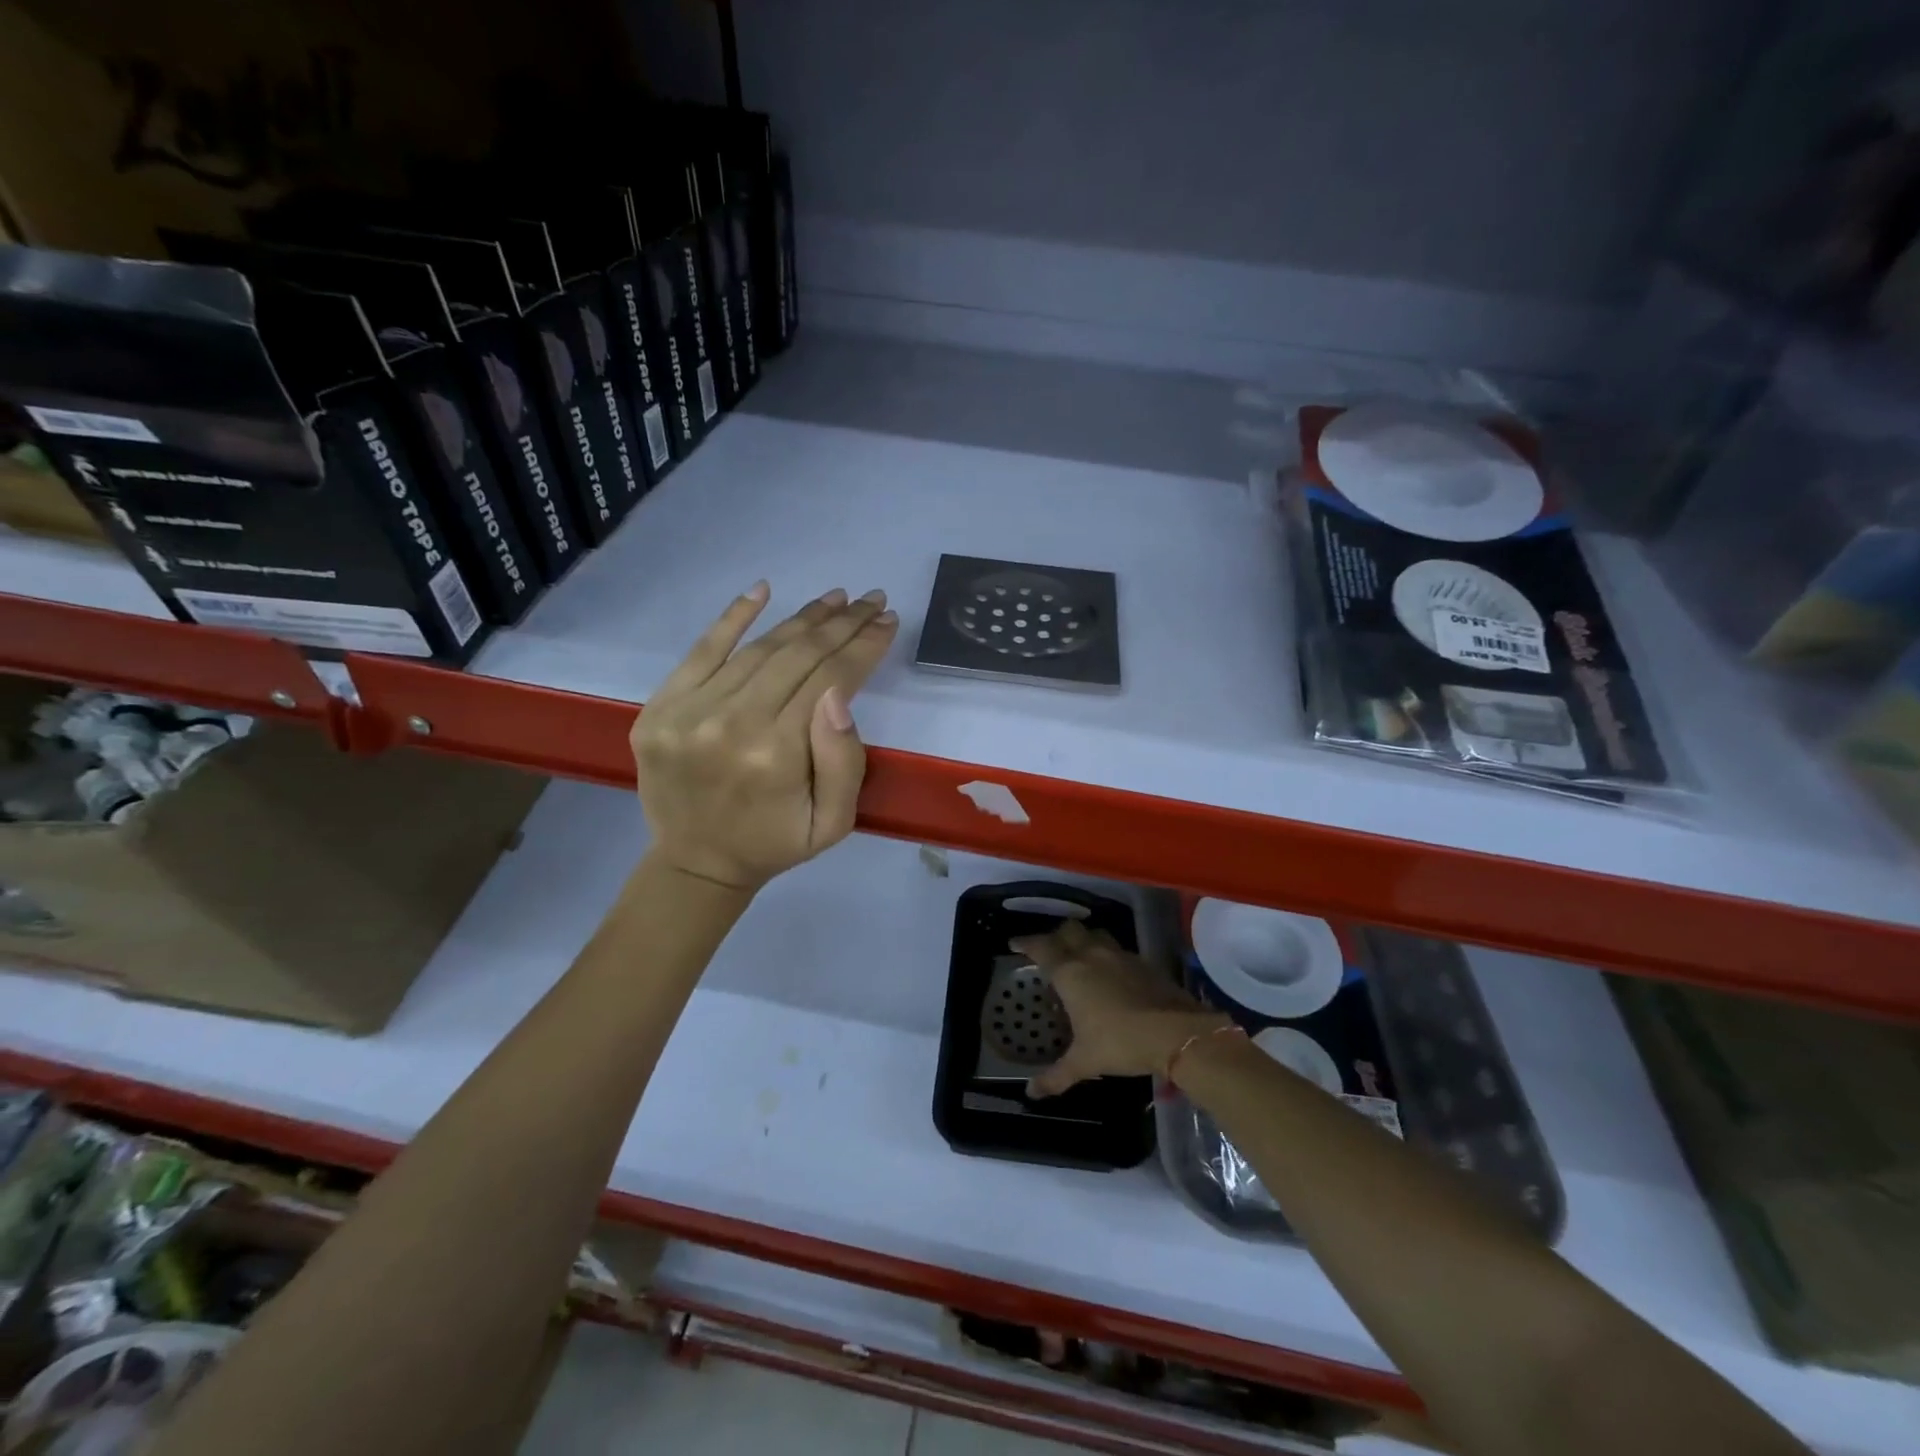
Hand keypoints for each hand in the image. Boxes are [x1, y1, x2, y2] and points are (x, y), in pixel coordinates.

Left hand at [633, 582, 898, 890]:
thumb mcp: (833, 823)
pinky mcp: (660, 706)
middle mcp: (731, 723)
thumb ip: (844, 762)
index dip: (863, 646)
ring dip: (802, 618)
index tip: (888, 621)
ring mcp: (689, 711)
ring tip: (835, 599)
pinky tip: (762, 589)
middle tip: (870, 600)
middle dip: (842, 623)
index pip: (830, 679)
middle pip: (798, 655)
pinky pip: (701, 650)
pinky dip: (733, 616)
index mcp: (777, 755)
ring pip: (758, 649)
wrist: (697, 863)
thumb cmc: (775, 842)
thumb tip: (838, 694)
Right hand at [1011, 920, 1228, 1097]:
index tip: (1014, 944)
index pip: (1041, 948)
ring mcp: (1120, 955)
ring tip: (1080, 955)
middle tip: (1049, 950)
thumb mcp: (1084, 1062)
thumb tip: (1031, 1093)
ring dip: (1084, 939)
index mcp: (1070, 973)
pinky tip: (1111, 973)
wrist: (1175, 1032)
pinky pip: (1118, 950)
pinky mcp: (1143, 963)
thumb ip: (1056, 1076)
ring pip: (1095, 934)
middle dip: (1056, 935)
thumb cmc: (1119, 1042)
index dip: (1025, 943)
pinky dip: (1108, 955)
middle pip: (1069, 930)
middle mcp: (1092, 955)